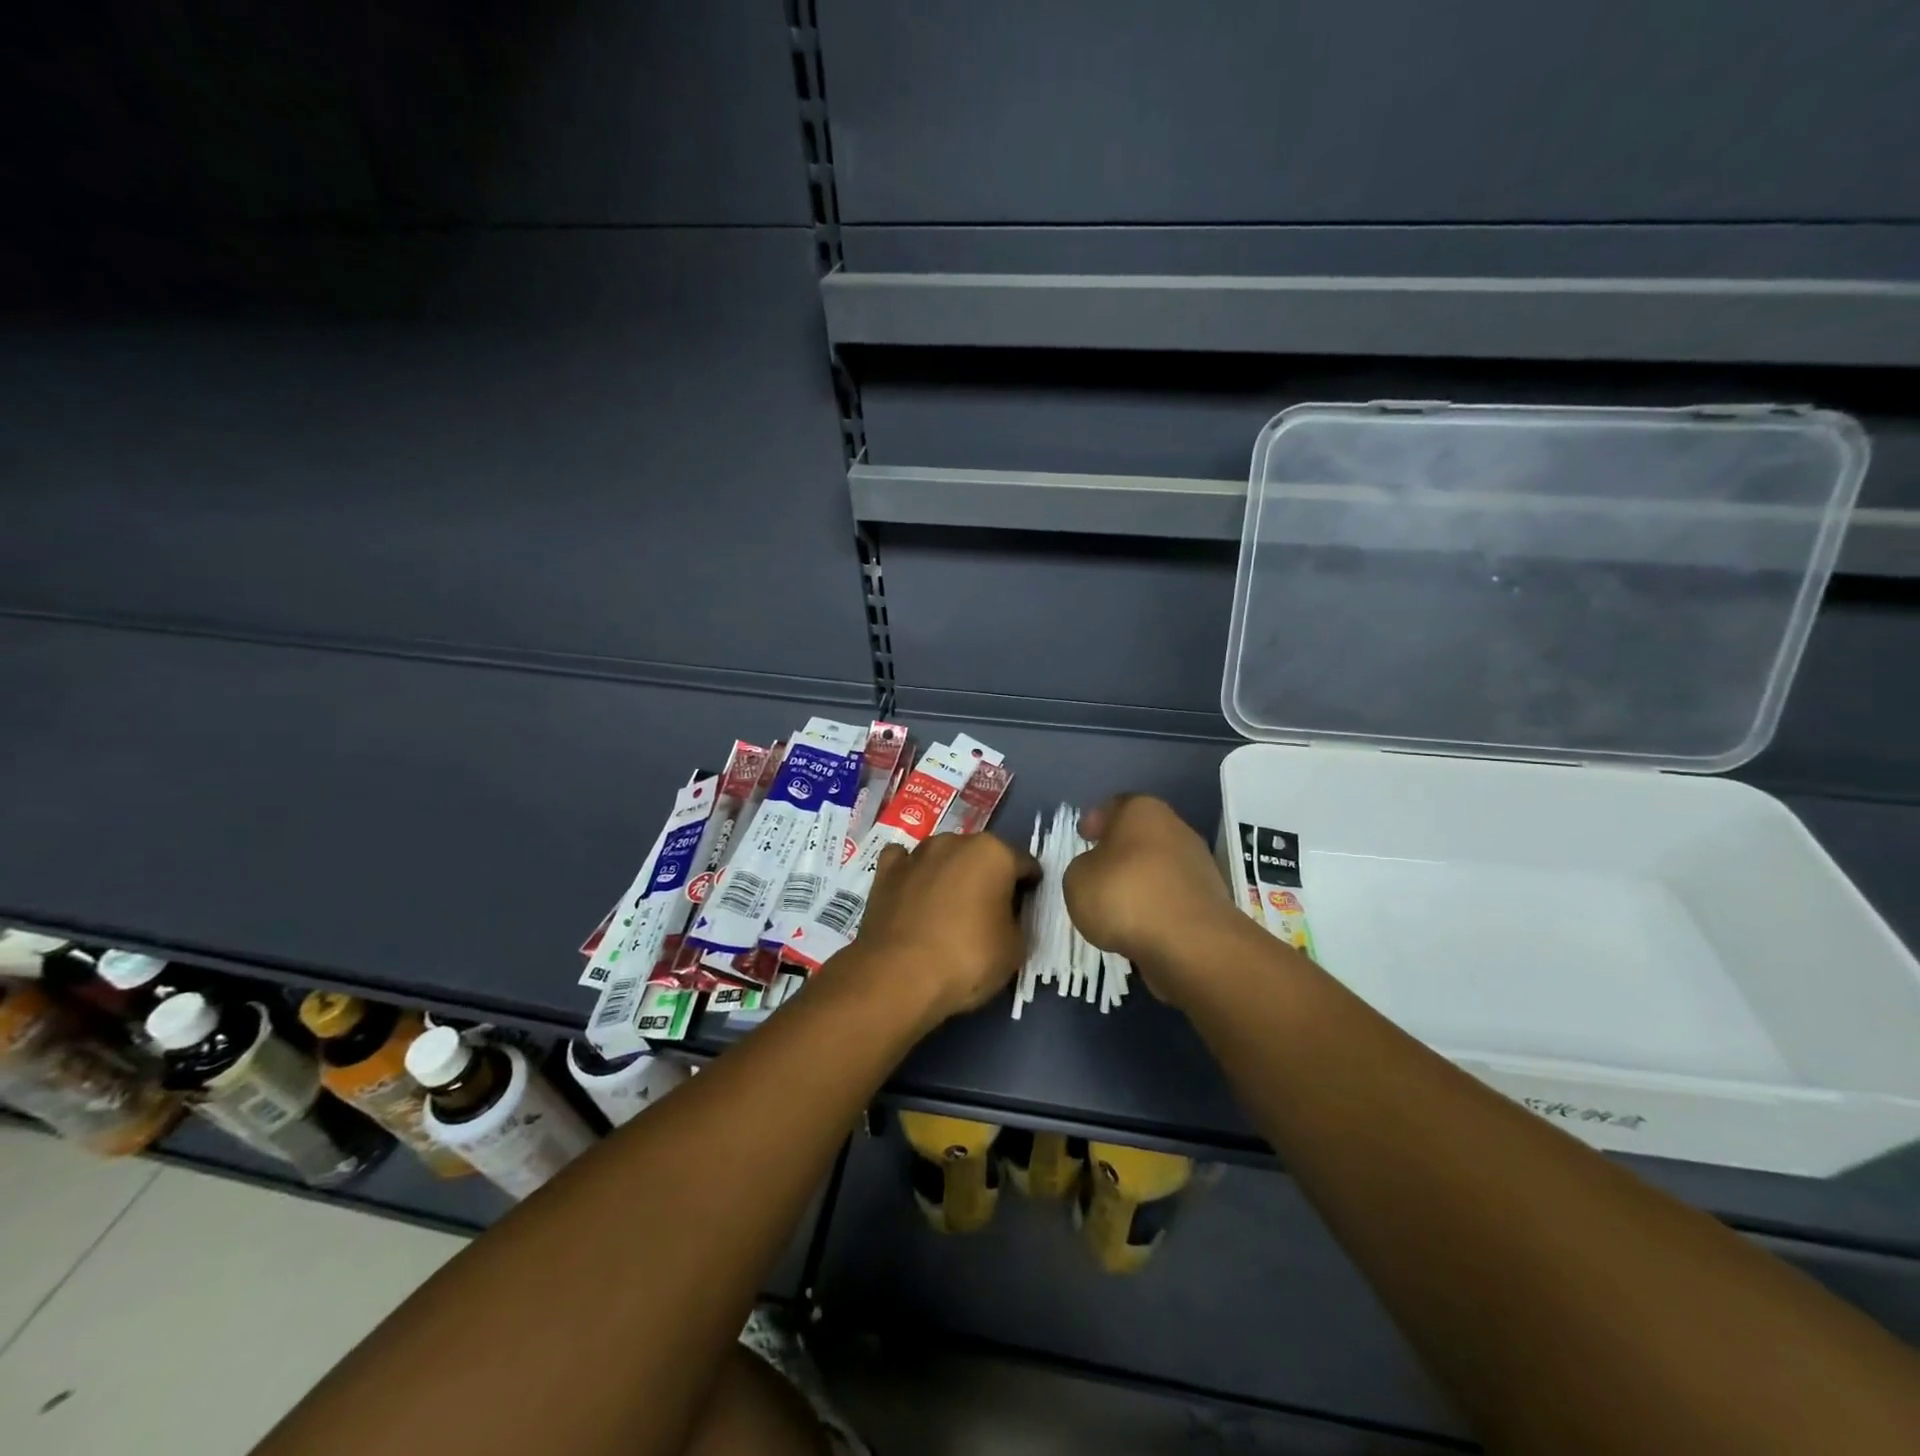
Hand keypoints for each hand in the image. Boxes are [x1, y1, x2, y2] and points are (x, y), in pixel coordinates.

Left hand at [855, 832, 1038, 1025]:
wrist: (897, 976)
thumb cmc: (967, 959)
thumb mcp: (1015, 949)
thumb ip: (1017, 921)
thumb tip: (1006, 915)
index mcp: (993, 853)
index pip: (1024, 865)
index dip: (1029, 887)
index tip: (1027, 908)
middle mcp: (954, 842)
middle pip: (981, 857)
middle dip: (988, 878)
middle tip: (988, 913)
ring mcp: (916, 854)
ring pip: (943, 858)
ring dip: (950, 875)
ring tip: (948, 909)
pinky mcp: (885, 872)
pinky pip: (906, 864)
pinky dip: (912, 875)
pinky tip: (912, 895)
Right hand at [1063, 795, 1255, 1006]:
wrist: (1190, 942)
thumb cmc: (1125, 895)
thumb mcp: (1077, 880)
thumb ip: (1083, 868)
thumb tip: (1095, 871)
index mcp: (1142, 810)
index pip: (1114, 806)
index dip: (1095, 821)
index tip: (1083, 836)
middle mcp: (1175, 828)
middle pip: (1140, 835)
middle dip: (1119, 851)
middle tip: (1097, 869)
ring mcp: (1198, 864)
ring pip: (1158, 866)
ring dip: (1139, 881)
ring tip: (1116, 905)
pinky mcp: (1210, 899)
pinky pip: (1172, 896)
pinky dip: (1156, 906)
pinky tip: (1140, 925)